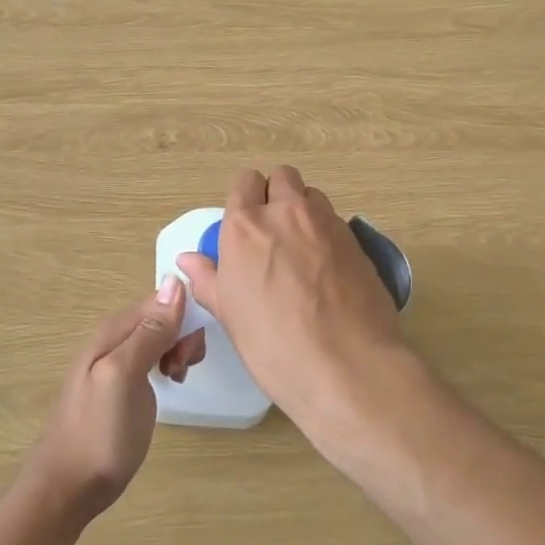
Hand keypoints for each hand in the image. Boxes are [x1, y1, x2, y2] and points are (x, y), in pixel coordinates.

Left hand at [23, 280, 203, 521]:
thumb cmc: (99, 432)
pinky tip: (170, 385)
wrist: (70, 486)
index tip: (188, 353)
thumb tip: (175, 282)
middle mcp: (115, 338)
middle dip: (182, 336)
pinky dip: (169, 364)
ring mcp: (119, 362)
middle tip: (181, 370)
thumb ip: (149, 332)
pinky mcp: (125, 383)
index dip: (182, 319)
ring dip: (178, 351)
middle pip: (163, 316)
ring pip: (161, 336)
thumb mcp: (125, 376)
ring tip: (177, 379)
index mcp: (113, 331)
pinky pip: (155, 357)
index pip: (161, 300)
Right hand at [176, 166, 405, 433]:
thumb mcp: (229, 315)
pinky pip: (335, 221)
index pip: (244, 182)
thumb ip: (207, 279)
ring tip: (302, 249)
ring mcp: (326, 223)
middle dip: (276, 195)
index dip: (244, 198)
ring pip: (312, 195)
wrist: (347, 366)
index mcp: (246, 226)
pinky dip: (327, 233)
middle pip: (282, 177)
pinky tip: (327, 269)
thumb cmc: (274, 345)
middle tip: (273, 232)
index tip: (245, 224)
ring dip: (304, 210)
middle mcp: (286, 213)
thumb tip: (188, 260)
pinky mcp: (356, 240)